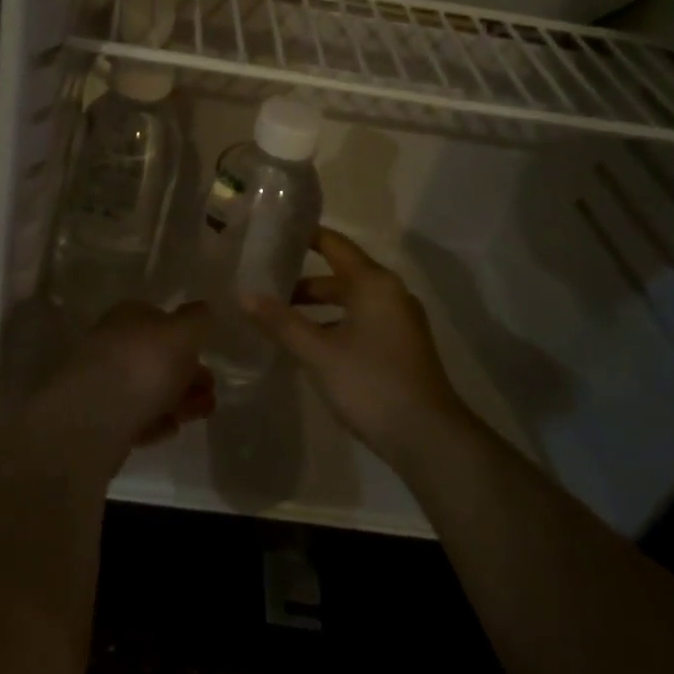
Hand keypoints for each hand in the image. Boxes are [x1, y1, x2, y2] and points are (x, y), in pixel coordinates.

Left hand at [84, 300, 216, 448]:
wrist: (94, 419)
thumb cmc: (143, 365)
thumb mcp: (182, 333)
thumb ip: (197, 320)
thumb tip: (204, 309)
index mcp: (129, 316)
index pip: (162, 319)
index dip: (188, 337)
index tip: (209, 356)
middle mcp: (114, 344)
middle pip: (159, 358)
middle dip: (189, 375)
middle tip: (210, 392)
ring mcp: (105, 381)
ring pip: (150, 388)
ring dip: (180, 401)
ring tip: (200, 414)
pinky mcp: (102, 417)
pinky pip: (136, 417)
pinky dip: (156, 421)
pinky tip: (170, 429)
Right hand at [240, 227, 466, 464]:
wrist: (429, 439)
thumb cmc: (371, 383)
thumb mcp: (318, 352)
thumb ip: (281, 322)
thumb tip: (244, 295)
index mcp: (373, 283)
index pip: (333, 244)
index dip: (303, 236)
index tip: (271, 234)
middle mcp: (390, 293)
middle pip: (340, 274)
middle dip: (302, 279)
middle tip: (263, 282)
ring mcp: (399, 321)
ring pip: (350, 301)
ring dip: (316, 306)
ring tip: (278, 317)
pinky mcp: (401, 346)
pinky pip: (360, 321)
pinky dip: (333, 323)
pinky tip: (309, 345)